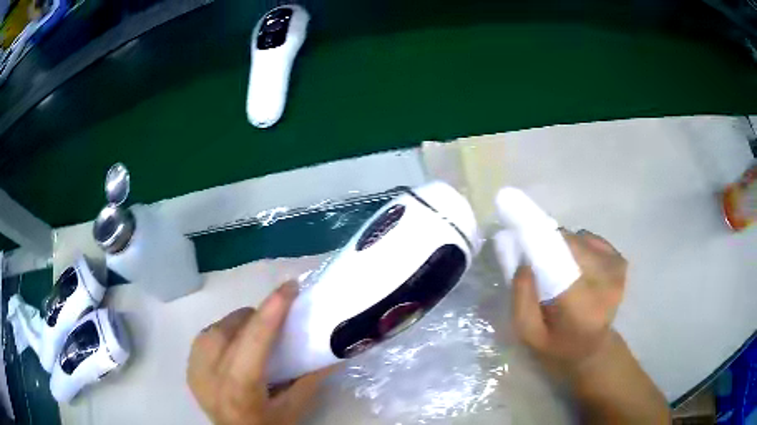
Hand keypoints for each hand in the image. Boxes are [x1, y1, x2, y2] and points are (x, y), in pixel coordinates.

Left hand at [187, 282, 333, 424]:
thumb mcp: (294, 408)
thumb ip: (312, 378)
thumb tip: (335, 349)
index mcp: (241, 389)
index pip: (254, 340)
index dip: (272, 310)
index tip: (289, 286)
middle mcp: (211, 377)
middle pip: (229, 329)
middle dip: (253, 317)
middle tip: (274, 319)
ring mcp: (195, 373)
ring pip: (213, 329)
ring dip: (236, 324)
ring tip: (252, 331)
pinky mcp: (188, 371)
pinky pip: (203, 338)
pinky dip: (221, 333)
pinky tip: (233, 344)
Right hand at [511, 229, 626, 378]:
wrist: (594, 350)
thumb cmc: (558, 347)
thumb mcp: (530, 335)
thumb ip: (522, 302)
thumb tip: (524, 263)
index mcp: (581, 306)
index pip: (560, 261)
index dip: (539, 242)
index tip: (520, 236)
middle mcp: (605, 283)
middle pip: (570, 244)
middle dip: (550, 245)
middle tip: (537, 261)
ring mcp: (616, 270)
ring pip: (580, 239)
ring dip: (564, 246)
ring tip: (557, 267)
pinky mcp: (619, 262)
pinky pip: (592, 239)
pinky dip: (579, 244)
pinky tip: (575, 265)